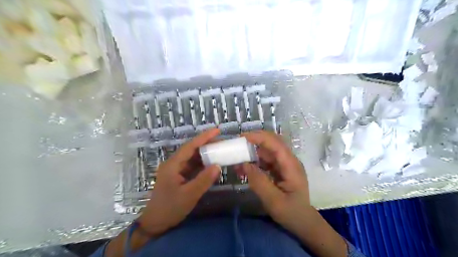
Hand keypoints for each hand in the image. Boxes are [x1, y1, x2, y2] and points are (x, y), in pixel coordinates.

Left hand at [137, 129, 220, 236]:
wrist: (155, 223)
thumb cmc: (169, 208)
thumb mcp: (189, 195)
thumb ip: (204, 180)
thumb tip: (218, 166)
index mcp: (173, 165)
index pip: (190, 146)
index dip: (204, 137)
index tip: (217, 130)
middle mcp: (174, 164)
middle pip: (191, 150)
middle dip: (206, 144)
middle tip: (222, 142)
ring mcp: (176, 170)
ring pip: (192, 158)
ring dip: (205, 154)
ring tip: (219, 151)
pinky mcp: (179, 177)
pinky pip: (192, 167)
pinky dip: (202, 165)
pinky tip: (211, 165)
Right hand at [240, 131, 310, 232]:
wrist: (303, 222)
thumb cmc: (292, 213)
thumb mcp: (274, 201)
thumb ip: (259, 182)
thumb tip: (245, 164)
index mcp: (291, 165)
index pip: (276, 144)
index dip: (259, 137)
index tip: (242, 137)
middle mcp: (289, 161)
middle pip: (272, 143)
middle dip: (255, 141)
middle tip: (237, 145)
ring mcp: (284, 164)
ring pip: (267, 151)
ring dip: (252, 152)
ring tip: (237, 160)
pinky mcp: (279, 169)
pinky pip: (265, 161)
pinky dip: (254, 162)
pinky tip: (243, 168)